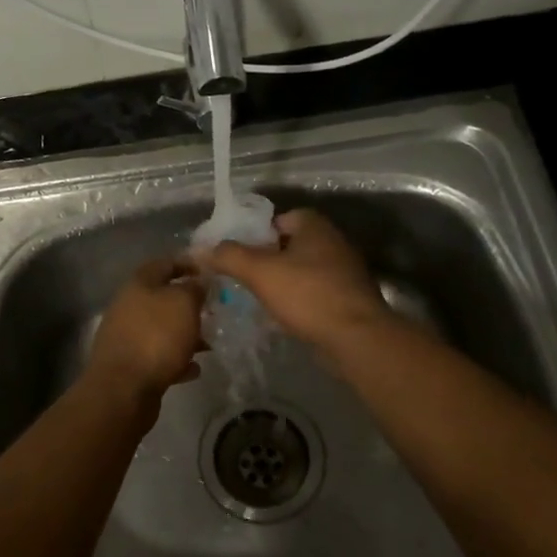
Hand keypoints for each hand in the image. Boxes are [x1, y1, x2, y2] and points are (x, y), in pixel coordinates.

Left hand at [85, 256, 206, 399]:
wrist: (123, 389)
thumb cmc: (156, 338)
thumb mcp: (183, 304)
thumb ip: (195, 288)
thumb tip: (199, 282)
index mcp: (139, 284)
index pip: (165, 263)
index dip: (188, 264)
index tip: (211, 272)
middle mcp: (129, 306)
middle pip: (162, 298)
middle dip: (189, 304)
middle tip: (214, 311)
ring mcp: (127, 337)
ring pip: (162, 329)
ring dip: (185, 334)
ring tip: (209, 343)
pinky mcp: (131, 365)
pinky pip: (158, 356)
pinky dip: (177, 359)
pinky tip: (194, 369)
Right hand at [197, 209, 390, 360]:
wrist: (356, 338)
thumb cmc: (307, 295)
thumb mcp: (260, 271)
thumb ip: (229, 256)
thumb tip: (200, 249)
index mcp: (315, 226)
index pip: (280, 219)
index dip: (257, 233)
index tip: (238, 252)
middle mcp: (334, 243)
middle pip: (290, 245)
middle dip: (267, 259)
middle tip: (243, 276)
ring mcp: (344, 273)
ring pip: (302, 271)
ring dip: (282, 282)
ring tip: (257, 298)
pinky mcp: (348, 300)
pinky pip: (314, 293)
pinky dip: (298, 301)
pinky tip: (283, 316)